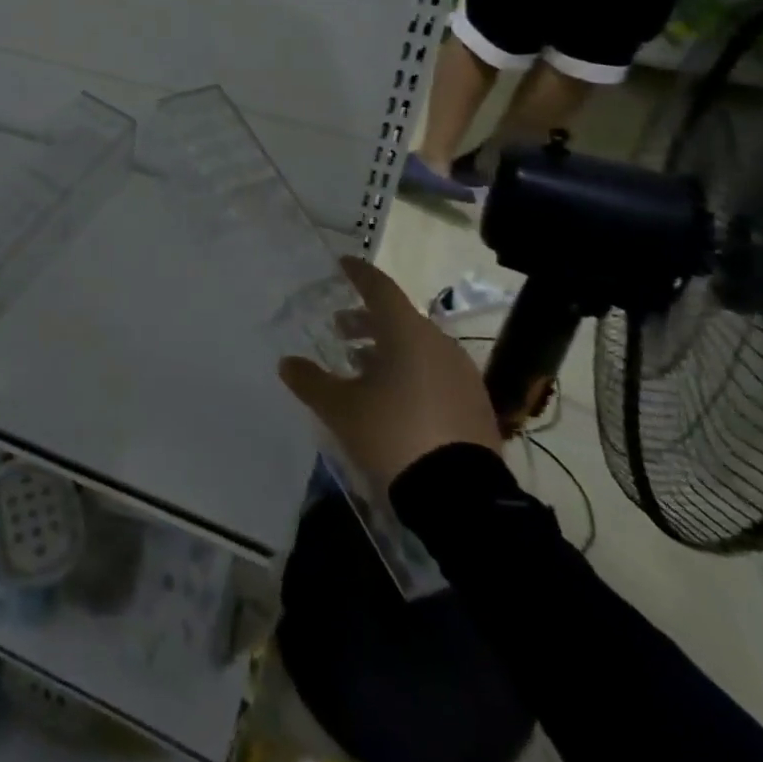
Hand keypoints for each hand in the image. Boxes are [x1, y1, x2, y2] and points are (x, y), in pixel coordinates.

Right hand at [279, 257, 500, 488]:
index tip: (342, 264)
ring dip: (388, 349)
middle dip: (367, 321)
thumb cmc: (393, 435)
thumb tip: (287, 363)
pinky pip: (436, 372)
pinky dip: (411, 371)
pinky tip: (394, 398)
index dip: (358, 274)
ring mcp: (462, 373)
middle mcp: (438, 343)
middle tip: (340, 331)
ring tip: (361, 368)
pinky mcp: (475, 403)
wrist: (460, 497)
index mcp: (407, 333)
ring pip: (418, 346)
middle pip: (398, 318)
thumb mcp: (341, 409)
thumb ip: (311, 381)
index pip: (379, 288)